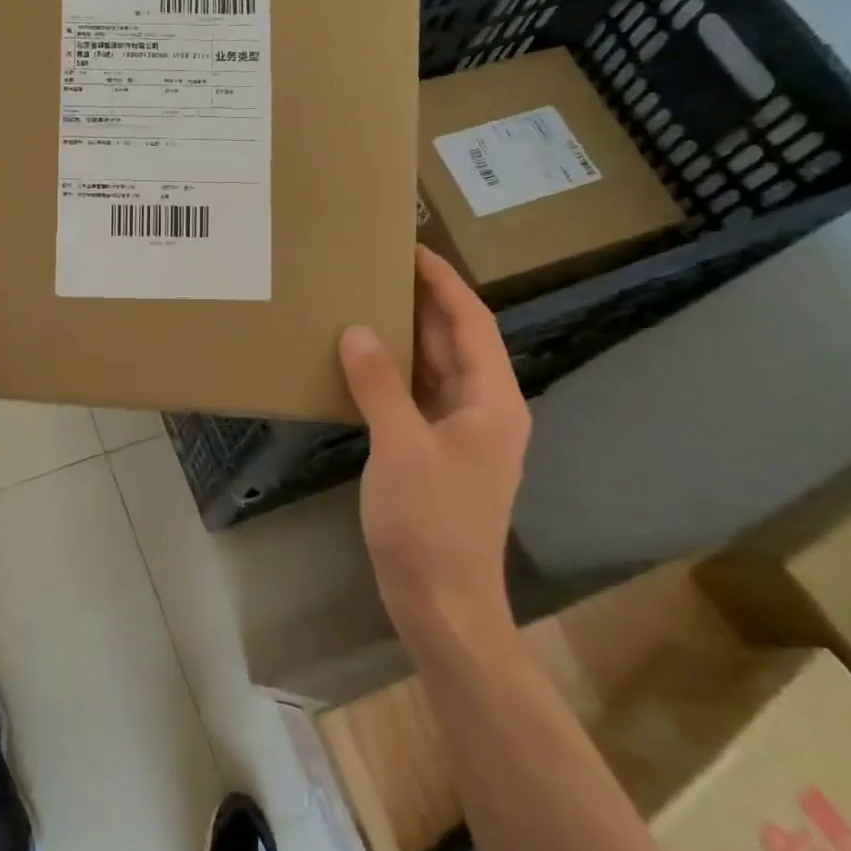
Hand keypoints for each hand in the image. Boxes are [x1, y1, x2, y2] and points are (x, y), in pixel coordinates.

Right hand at [337, 246, 530, 630]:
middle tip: (377, 268)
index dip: (444, 282)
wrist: (441, 602)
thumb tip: (356, 330)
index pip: (472, 322)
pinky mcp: (436, 453)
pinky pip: (416, 396)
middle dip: (422, 302)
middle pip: (456, 341)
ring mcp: (462, 433)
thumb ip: (379, 384)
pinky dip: (392, 374)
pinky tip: (360, 363)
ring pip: (435, 369)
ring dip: (406, 336)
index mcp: (493, 401)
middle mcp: (485, 409)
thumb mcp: (400, 448)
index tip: (411, 248)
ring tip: (364, 302)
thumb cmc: (429, 523)